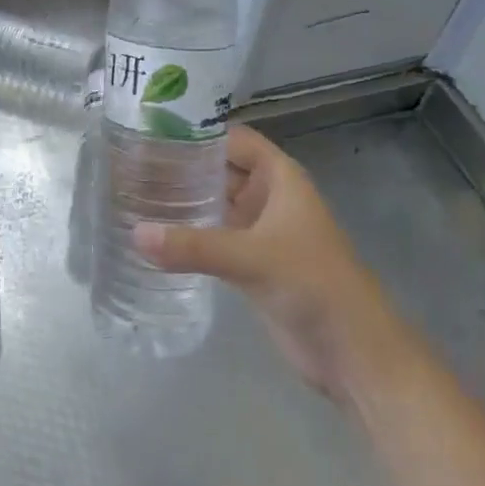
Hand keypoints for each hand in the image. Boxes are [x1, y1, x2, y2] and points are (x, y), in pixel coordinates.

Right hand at [135, 125, 406, 399]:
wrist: (354, 353)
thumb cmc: (313, 285)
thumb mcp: (252, 258)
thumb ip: (194, 245)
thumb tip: (134, 234)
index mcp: (280, 178)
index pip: (233, 139)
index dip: (198, 132)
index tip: (152, 132)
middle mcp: (268, 197)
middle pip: (220, 169)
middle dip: (182, 167)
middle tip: (130, 164)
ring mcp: (260, 232)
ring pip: (215, 204)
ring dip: (183, 200)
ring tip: (133, 193)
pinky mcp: (251, 264)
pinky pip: (213, 238)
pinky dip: (188, 234)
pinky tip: (153, 235)